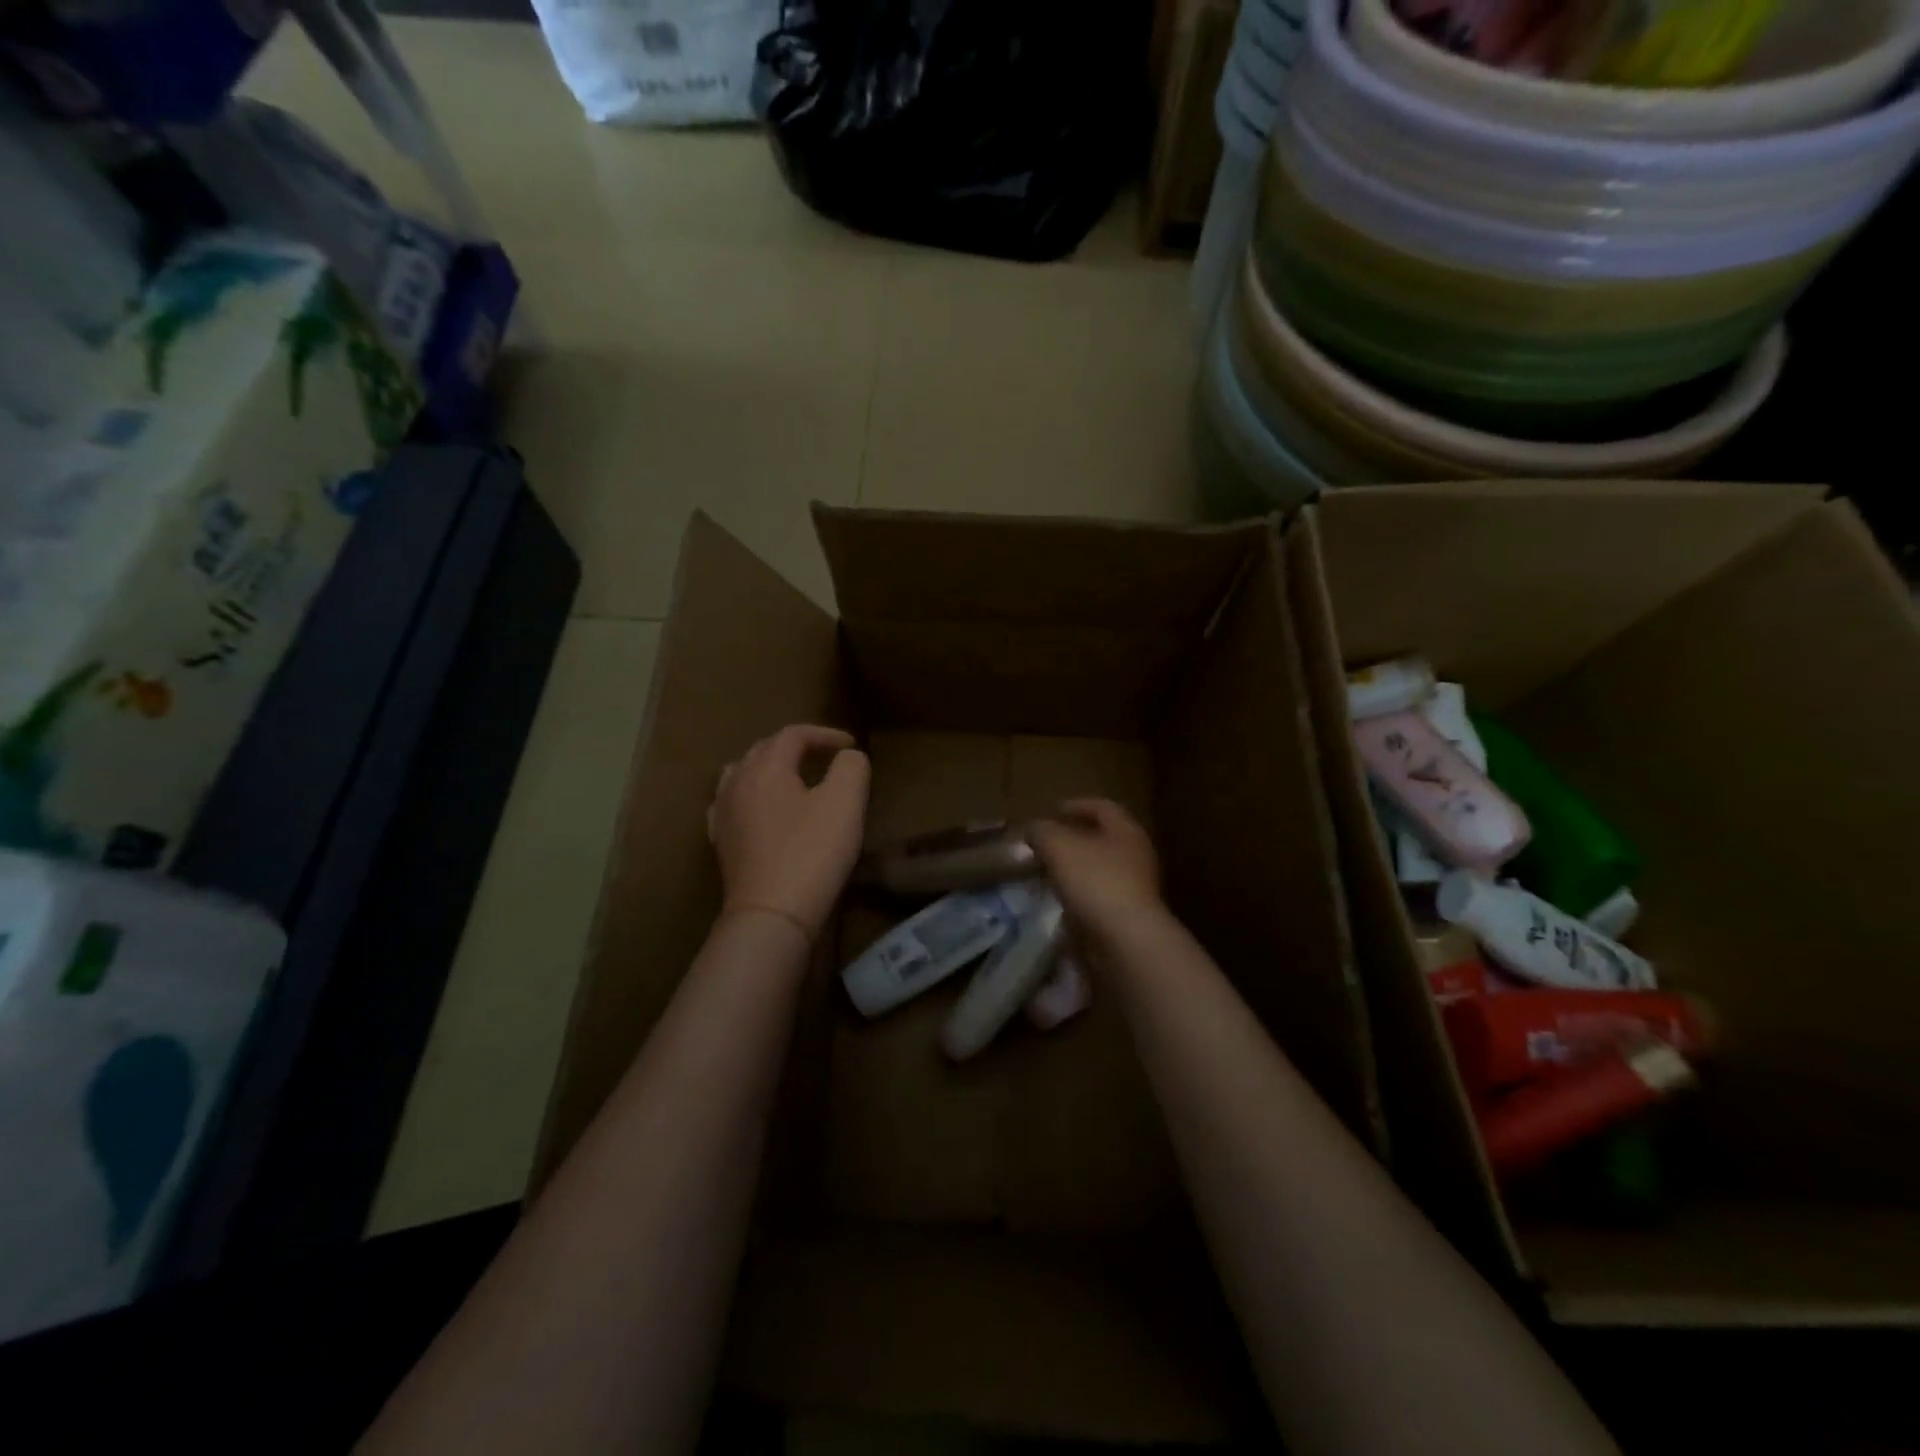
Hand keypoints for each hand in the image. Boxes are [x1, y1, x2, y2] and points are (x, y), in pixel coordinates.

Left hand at [709, 725, 869, 941]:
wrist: (771, 914)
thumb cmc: (811, 852)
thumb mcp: (845, 803)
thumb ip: (851, 767)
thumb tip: (848, 757)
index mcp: (765, 767)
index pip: (793, 735)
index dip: (824, 734)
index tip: (851, 745)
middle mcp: (736, 782)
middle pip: (764, 750)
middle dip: (797, 748)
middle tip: (826, 758)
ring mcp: (723, 814)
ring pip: (742, 774)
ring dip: (770, 769)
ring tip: (792, 779)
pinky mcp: (721, 843)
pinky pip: (733, 804)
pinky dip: (752, 796)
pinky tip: (761, 811)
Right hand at [1029, 798, 1163, 948]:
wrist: (1125, 940)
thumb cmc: (1095, 881)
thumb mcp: (1058, 846)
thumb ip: (1042, 831)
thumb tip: (1034, 829)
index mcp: (1126, 830)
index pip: (1102, 807)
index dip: (1076, 805)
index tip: (1052, 810)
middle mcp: (1136, 855)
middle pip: (1103, 838)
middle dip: (1074, 838)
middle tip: (1047, 842)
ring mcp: (1136, 887)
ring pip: (1100, 868)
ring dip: (1075, 867)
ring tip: (1047, 871)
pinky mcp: (1129, 915)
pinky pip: (1100, 895)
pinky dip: (1079, 893)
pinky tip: (1060, 899)